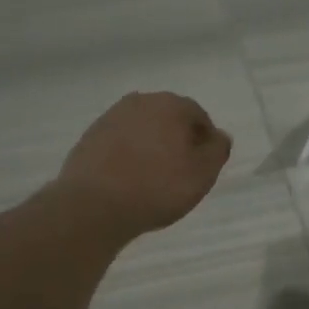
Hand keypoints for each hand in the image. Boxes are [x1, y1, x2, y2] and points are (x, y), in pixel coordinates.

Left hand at [57, 92, 232, 238]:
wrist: (94, 205)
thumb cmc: (158, 187)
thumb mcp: (203, 174)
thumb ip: (218, 150)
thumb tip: (219, 136)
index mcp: (171, 105)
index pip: (198, 116)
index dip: (205, 141)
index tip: (203, 166)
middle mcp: (140, 102)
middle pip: (169, 119)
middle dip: (177, 140)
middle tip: (180, 171)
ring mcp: (111, 118)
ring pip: (143, 129)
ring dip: (151, 146)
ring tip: (153, 178)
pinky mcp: (89, 137)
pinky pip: (120, 142)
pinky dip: (128, 155)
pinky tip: (128, 179)